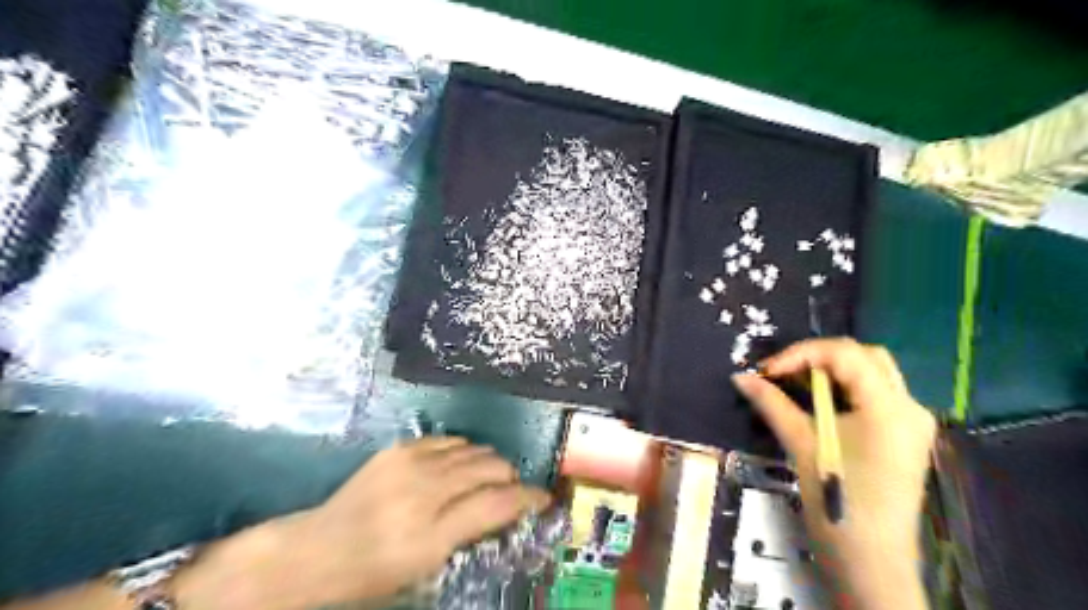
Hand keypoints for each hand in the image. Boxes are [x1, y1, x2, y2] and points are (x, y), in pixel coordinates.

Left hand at [280, 435, 552, 607]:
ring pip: (472, 449)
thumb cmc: (374, 571)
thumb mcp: (426, 566)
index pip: (497, 505)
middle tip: (512, 488)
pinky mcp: (399, 449)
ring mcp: (410, 463)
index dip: (528, 498)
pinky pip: (447, 440)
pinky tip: (460, 462)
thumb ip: (468, 532)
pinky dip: (462, 450)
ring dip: (488, 461)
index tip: (543, 497)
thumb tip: (501, 507)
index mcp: (433, 532)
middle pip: (490, 468)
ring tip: (488, 475)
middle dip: (510, 476)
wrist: (317, 550)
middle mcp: (426, 490)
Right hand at [734, 337, 939, 608]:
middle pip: (865, 356)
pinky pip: (875, 394)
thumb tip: (740, 377)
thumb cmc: (837, 504)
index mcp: (889, 408)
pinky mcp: (905, 436)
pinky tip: (819, 402)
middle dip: (818, 357)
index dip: (801, 354)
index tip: (767, 371)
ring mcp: (912, 422)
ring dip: (832, 371)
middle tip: (783, 372)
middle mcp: (910, 407)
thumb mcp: (801, 445)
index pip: (846, 354)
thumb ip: (772, 404)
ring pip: (872, 372)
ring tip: (795, 383)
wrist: (871, 563)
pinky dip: (844, 388)